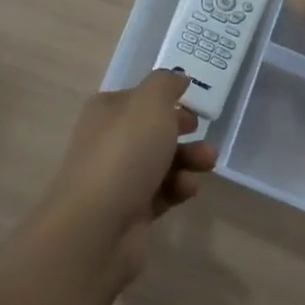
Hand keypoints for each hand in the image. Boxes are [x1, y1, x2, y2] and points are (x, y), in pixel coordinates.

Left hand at [45, 70, 216, 283]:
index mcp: (107, 110)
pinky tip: (188, 189)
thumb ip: (166, 85)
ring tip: (208, 163)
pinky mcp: (129, 211)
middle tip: (202, 132)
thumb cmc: (125, 152)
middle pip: (151, 131)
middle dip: (182, 131)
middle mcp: (108, 141)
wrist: (97, 225)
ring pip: (160, 162)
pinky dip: (177, 188)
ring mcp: (117, 178)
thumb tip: (177, 78)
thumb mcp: (150, 103)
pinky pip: (160, 193)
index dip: (166, 99)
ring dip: (188, 159)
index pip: (139, 98)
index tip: (193, 104)